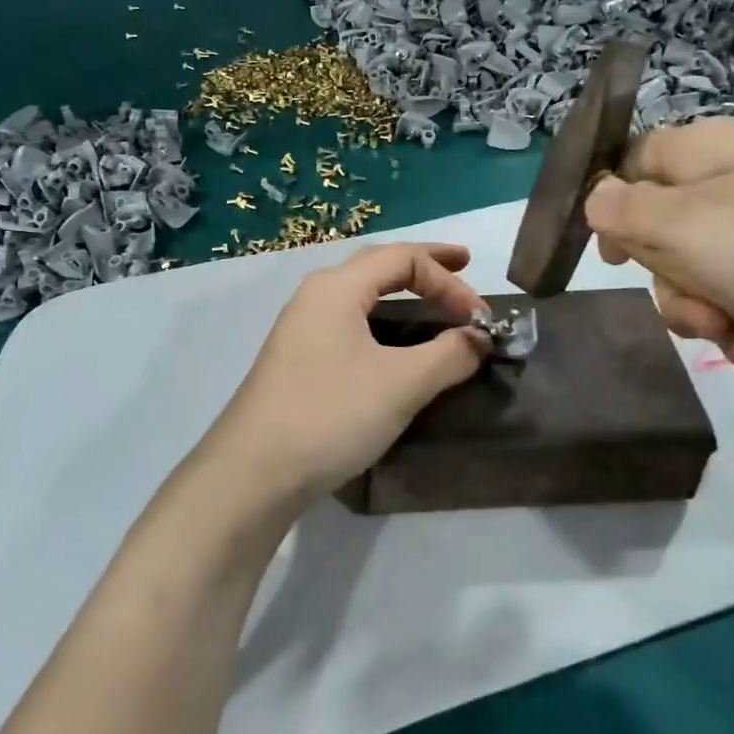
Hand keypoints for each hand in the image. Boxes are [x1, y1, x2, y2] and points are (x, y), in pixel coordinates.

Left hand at [196, 243, 489, 504]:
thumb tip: (479, 337)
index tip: (480, 316)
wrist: (253, 473)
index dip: (448, 279)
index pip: (403, 259)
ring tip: (435, 305)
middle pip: (378, 268)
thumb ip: (449, 353)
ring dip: (403, 296)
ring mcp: (301, 330)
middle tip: (464, 266)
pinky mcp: (298, 362)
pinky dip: (384, 324)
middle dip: (424, 267)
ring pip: (362, 298)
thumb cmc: (331, 414)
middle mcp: (315, 297)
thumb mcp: (402, 383)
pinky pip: (350, 326)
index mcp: (336, 287)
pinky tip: (396, 346)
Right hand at [583, 119, 733, 381]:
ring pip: (714, 286)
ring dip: (726, 326)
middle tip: (705, 316)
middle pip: (667, 239)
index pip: (629, 165)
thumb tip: (596, 199)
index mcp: (701, 154)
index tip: (614, 263)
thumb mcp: (691, 229)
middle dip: (677, 290)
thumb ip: (626, 214)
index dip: (612, 211)